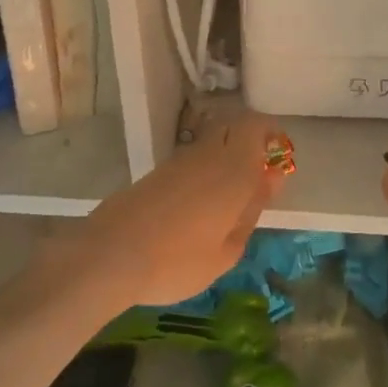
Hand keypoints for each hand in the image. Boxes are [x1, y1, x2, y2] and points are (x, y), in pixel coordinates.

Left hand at [61, 111, 288, 307]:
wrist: (110, 255)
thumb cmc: (177, 260)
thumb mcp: (226, 252)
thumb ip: (251, 212)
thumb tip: (269, 181)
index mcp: (233, 170)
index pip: (256, 126)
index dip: (270, 133)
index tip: (277, 157)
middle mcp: (208, 155)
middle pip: (233, 127)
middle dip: (249, 141)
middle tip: (255, 176)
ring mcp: (179, 160)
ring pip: (211, 142)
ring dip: (225, 157)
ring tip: (226, 200)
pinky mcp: (157, 172)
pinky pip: (192, 158)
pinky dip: (203, 170)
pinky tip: (198, 206)